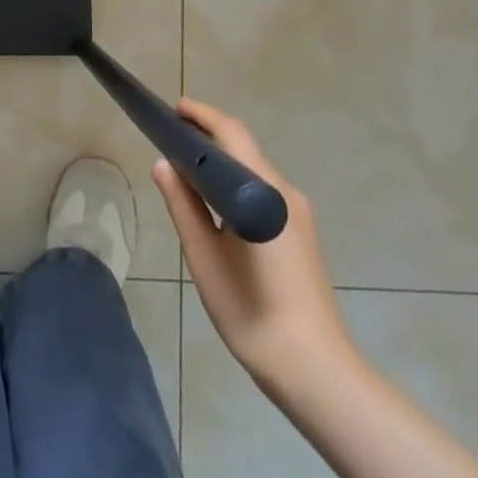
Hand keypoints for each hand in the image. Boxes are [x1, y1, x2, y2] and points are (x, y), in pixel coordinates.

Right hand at [153, 98, 355, 403]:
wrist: (314, 368)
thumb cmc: (251, 311)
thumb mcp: (204, 257)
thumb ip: (183, 205)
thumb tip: (163, 164)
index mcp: (263, 192)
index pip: (231, 134)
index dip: (202, 115)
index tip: (173, 109)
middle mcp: (286, 193)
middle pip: (244, 149)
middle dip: (208, 136)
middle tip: (170, 138)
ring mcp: (298, 214)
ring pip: (253, 171)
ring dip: (221, 162)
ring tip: (184, 168)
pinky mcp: (300, 233)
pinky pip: (262, 192)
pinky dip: (234, 184)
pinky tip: (213, 203)